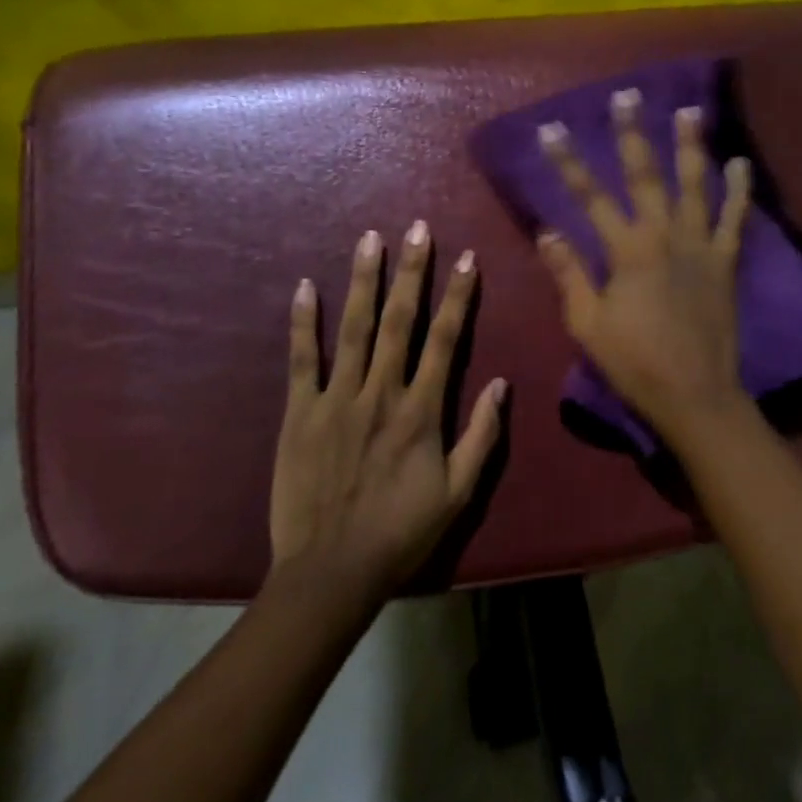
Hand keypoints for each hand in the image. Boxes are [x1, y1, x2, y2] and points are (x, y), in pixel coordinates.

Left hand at [270, 223, 507, 594]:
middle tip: (416, 228)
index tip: (466, 258)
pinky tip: (304, 286)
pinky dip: (303, 322)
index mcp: (421, 410)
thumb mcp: (458, 493)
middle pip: (400, 320)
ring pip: (353, 328)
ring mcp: (337, 399)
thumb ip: (482, 436)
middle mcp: (381, 392)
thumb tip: (501, 383)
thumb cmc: (401, 532)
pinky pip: (302, 360)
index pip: (446, 339)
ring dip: (363, 281)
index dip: (458, 295)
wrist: (331, 573)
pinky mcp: (300, 413)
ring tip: (369, 240)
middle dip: (411, 271)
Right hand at [534, 88, 752, 441]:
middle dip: (632, 133)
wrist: (695, 394)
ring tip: (689, 111)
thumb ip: (569, 273)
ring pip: (694, 184)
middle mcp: (663, 235)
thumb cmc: (634, 362)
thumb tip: (547, 230)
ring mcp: (699, 245)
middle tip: (627, 96)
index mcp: (626, 250)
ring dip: (690, 146)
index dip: (568, 162)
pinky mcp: (725, 261)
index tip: (552, 130)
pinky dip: (739, 190)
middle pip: (644, 175)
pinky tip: (741, 163)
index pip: (589, 196)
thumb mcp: (588, 322)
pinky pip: (734, 219)